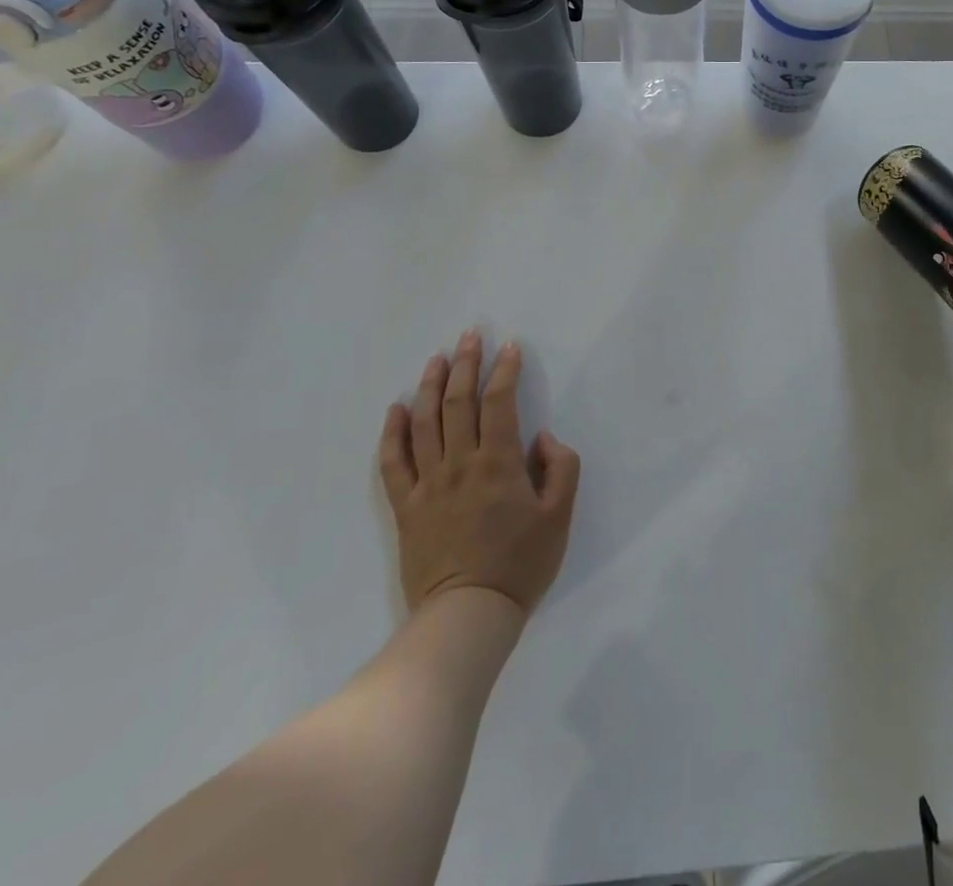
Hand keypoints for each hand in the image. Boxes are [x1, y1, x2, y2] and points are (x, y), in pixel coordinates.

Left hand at [377, 330, 580, 617]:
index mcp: (498, 463)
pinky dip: (392, 432)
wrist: (468, 616)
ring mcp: (427, 484)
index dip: (504, 370)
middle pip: (458, 402)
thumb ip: (560, 468)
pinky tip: (396, 408)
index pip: (499, 402)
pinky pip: (393, 462)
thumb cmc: (520, 564)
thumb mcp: (560, 515)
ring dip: (430, 386)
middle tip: (470, 336)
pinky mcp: (406, 507)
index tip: (509, 347)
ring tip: (436, 358)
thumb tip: (540, 438)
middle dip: (465, 364)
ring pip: (424, 423)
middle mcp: (459, 464)